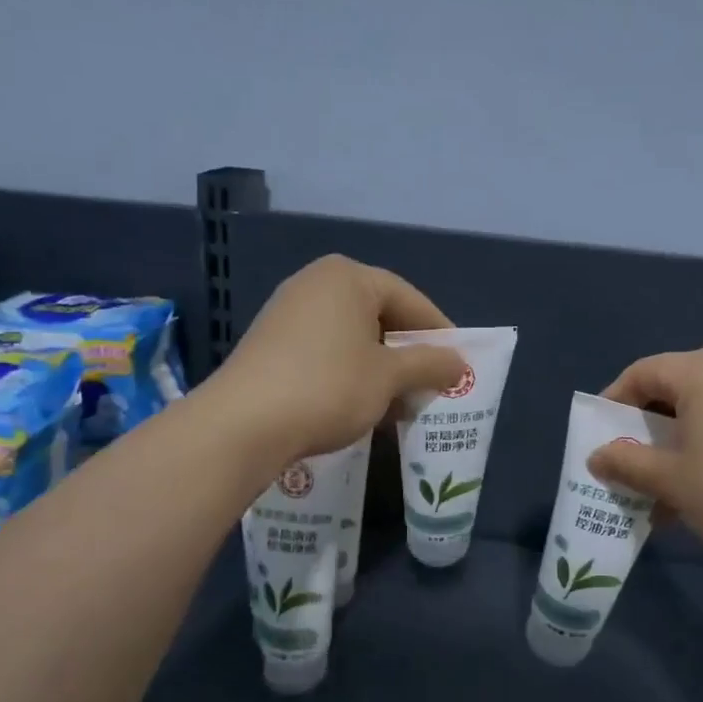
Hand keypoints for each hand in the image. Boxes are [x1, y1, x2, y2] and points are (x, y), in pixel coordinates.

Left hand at [207, 256, 466, 462]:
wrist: (243, 424)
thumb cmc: (329, 387)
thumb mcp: (389, 377)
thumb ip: (430, 364)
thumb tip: (459, 363)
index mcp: (348, 277)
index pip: (409, 298)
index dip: (438, 332)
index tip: (458, 363)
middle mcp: (316, 283)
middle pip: (379, 315)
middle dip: (408, 353)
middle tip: (431, 384)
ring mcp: (288, 312)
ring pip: (352, 336)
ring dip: (380, 368)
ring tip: (400, 402)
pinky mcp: (271, 343)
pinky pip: (326, 350)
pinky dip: (350, 373)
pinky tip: (360, 405)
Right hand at [587, 346, 702, 570]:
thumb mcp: (670, 480)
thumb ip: (626, 463)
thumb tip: (596, 457)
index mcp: (702, 369)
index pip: (642, 373)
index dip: (613, 403)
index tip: (598, 438)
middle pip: (672, 389)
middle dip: (644, 429)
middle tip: (628, 465)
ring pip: (702, 410)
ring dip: (674, 446)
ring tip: (661, 491)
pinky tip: (699, 492)